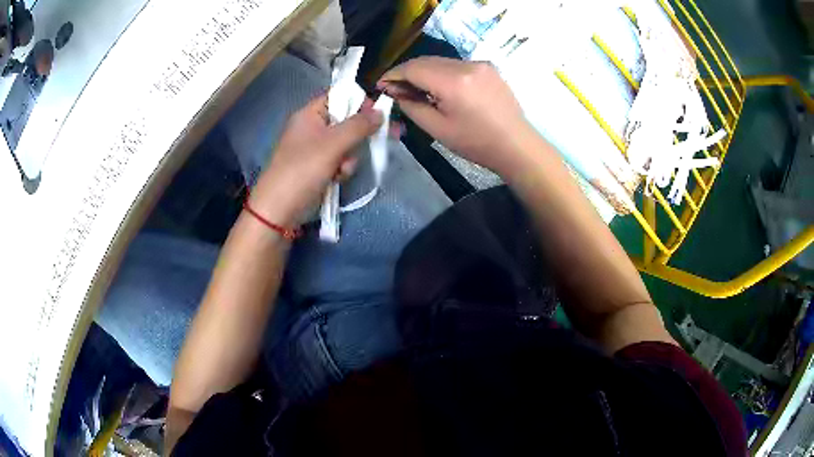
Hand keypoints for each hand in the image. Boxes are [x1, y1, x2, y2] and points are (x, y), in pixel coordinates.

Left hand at [249, 94, 382, 225]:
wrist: (279, 210)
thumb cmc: (303, 170)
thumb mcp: (333, 144)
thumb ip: (359, 126)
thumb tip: (380, 112)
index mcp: (309, 114)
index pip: (339, 97)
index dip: (359, 102)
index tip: (378, 113)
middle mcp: (312, 128)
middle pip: (346, 122)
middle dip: (357, 136)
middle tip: (381, 139)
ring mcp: (314, 149)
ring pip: (345, 145)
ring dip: (349, 158)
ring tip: (342, 170)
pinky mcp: (317, 168)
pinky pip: (339, 161)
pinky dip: (342, 170)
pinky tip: (337, 180)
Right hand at [378, 57, 535, 177]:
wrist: (516, 146)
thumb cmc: (476, 143)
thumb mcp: (437, 129)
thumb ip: (411, 106)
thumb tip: (395, 91)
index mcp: (453, 82)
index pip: (413, 68)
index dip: (393, 75)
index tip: (381, 86)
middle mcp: (467, 65)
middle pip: (426, 61)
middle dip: (407, 73)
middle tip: (396, 91)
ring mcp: (480, 64)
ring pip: (441, 61)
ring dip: (424, 73)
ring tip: (418, 92)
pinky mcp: (488, 67)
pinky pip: (456, 65)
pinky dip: (442, 73)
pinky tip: (441, 89)